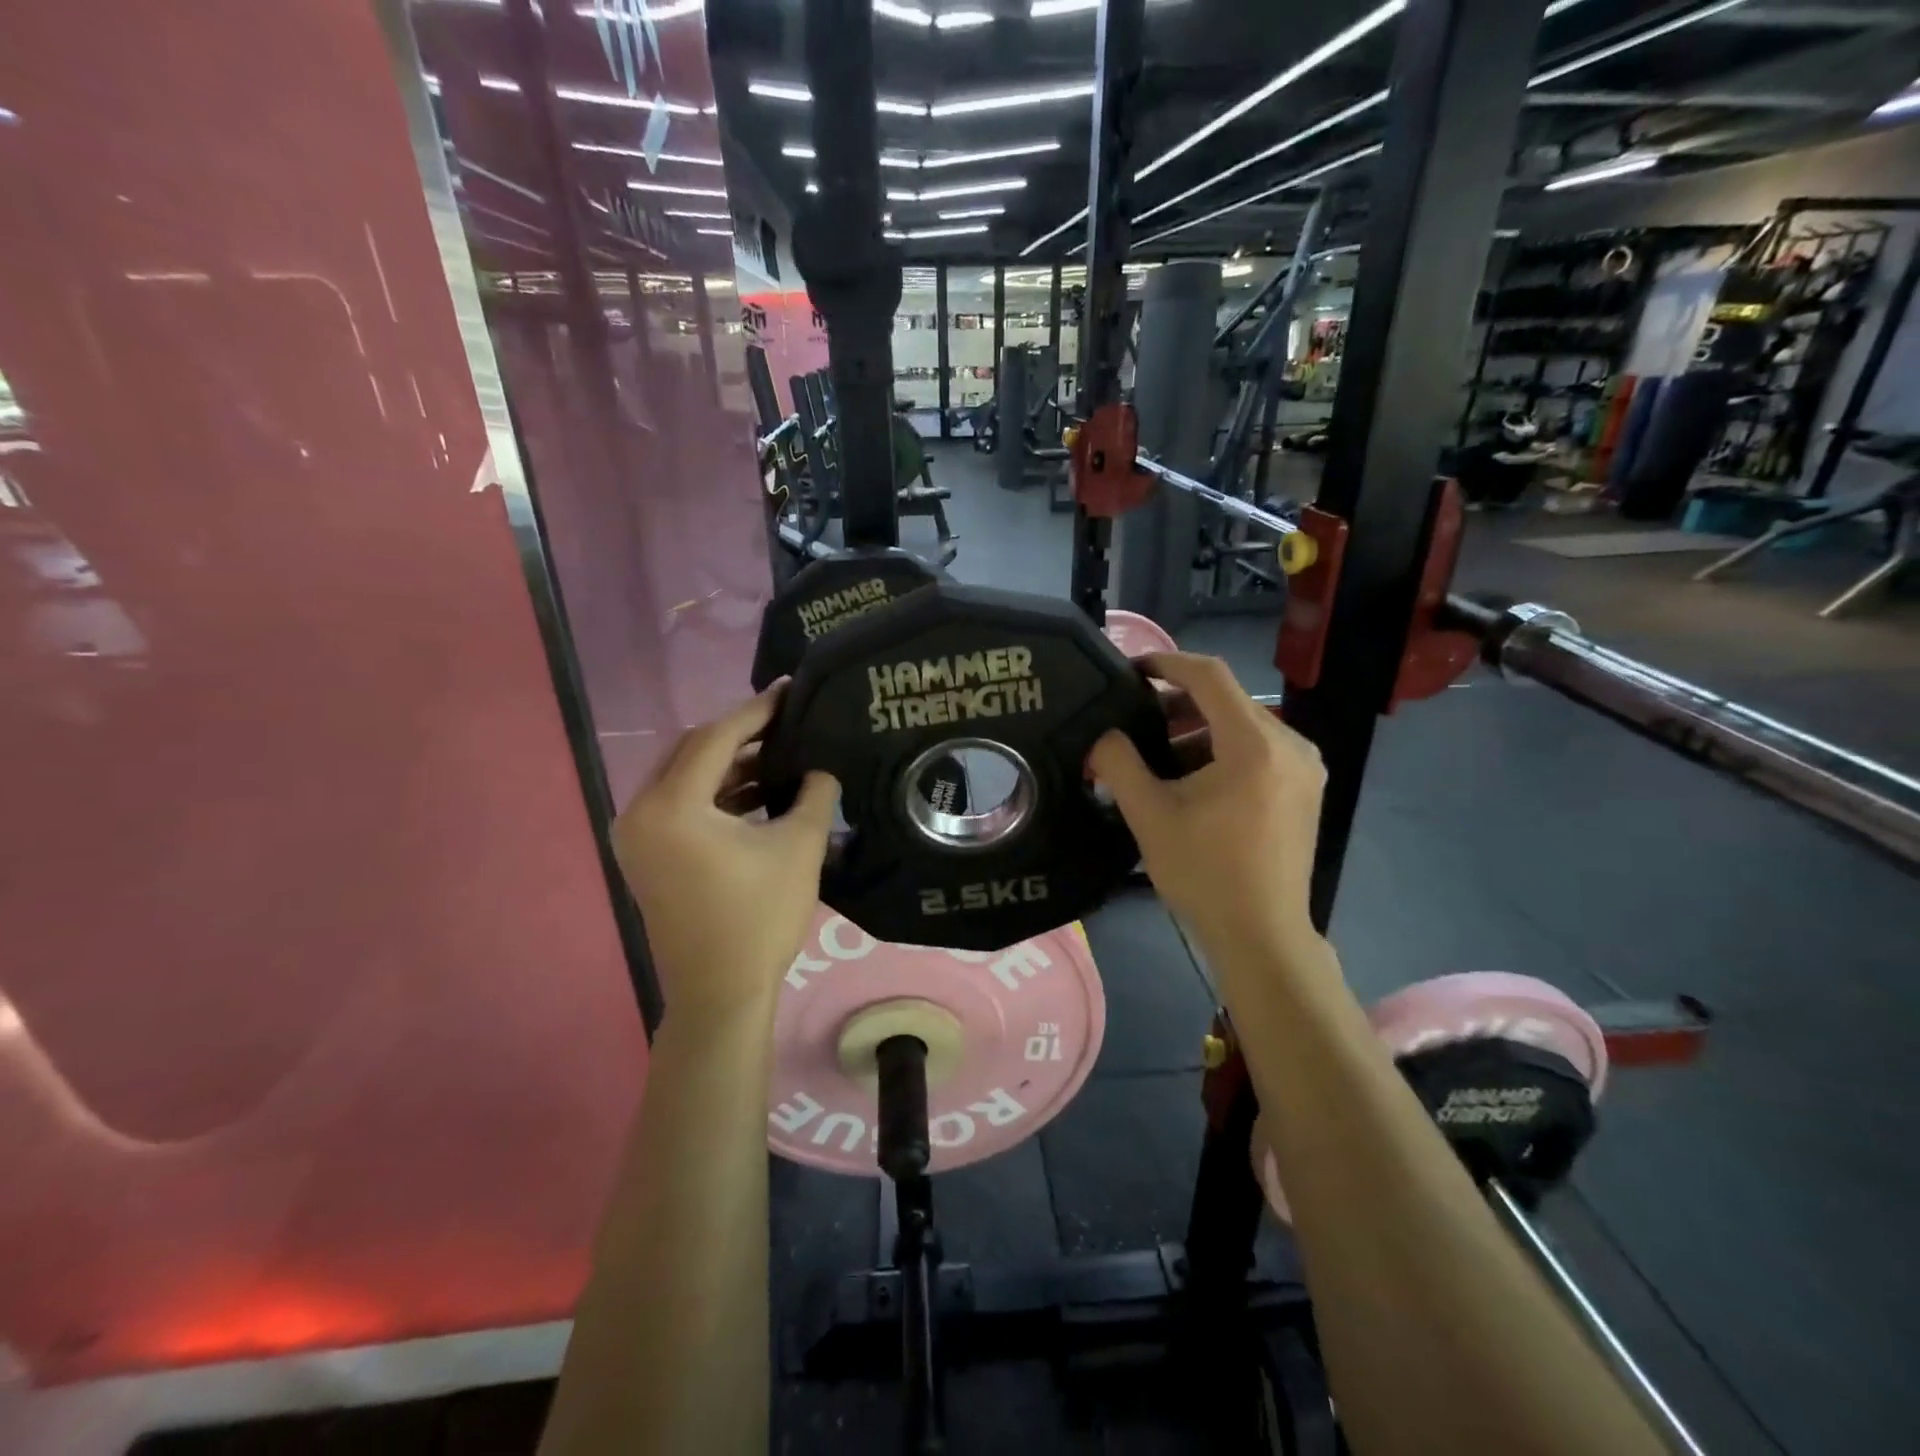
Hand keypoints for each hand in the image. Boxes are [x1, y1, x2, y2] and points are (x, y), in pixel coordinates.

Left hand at [611, 688, 837, 1031]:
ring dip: (730, 764)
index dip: (757, 711)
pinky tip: (757, 793)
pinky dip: (716, 793)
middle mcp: (640, 811)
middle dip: (740, 734)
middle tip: (786, 722)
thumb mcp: (799, 847)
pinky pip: (680, 804)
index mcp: (672, 805)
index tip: (788, 690)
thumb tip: (820, 765)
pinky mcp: (646, 855)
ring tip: (779, 756)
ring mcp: (637, 835)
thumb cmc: (760, 917)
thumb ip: (813, 792)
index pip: (716, 738)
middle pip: (693, 751)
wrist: (720, 992)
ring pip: (685, 777)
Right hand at [1089, 652, 1324, 966]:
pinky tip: (1191, 779)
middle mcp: (1291, 744)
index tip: (1130, 670)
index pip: (1209, 676)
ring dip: (1197, 731)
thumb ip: (1119, 763)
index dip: (1166, 663)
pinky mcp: (1305, 789)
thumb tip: (1102, 734)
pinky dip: (1221, 751)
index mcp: (1255, 745)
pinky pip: (1258, 750)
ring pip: (1242, 726)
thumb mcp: (1150, 815)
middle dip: (1176, 705)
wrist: (1262, 936)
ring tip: (1155, 757)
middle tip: (1133, 723)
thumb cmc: (1204, 874)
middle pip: (1227, 700)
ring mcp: (1304, 768)